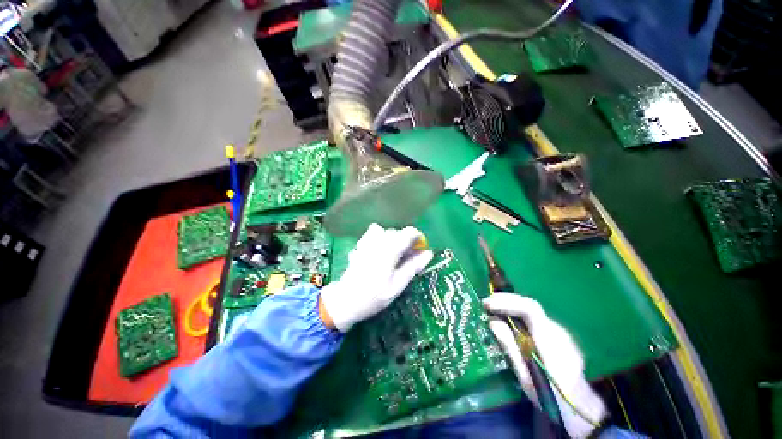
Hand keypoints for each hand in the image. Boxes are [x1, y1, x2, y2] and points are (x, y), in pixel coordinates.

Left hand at [319, 223, 433, 331]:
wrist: (344, 301)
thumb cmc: (373, 297)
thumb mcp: (397, 286)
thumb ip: (413, 267)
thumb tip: (429, 254)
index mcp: (388, 251)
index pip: (407, 233)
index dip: (418, 237)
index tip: (422, 247)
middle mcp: (378, 242)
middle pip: (397, 232)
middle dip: (406, 241)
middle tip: (409, 257)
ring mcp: (366, 242)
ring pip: (385, 231)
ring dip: (393, 239)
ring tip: (394, 253)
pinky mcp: (360, 245)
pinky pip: (373, 233)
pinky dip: (380, 237)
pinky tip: (380, 250)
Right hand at [484, 293, 606, 438]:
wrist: (582, 409)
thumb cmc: (551, 397)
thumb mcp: (526, 378)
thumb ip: (510, 347)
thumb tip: (492, 321)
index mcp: (551, 343)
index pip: (530, 310)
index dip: (507, 302)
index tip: (488, 304)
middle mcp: (558, 331)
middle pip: (530, 305)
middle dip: (505, 300)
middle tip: (485, 303)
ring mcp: (560, 332)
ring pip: (532, 310)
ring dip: (510, 305)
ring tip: (491, 308)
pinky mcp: (557, 334)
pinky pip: (534, 318)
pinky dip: (517, 313)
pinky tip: (507, 319)